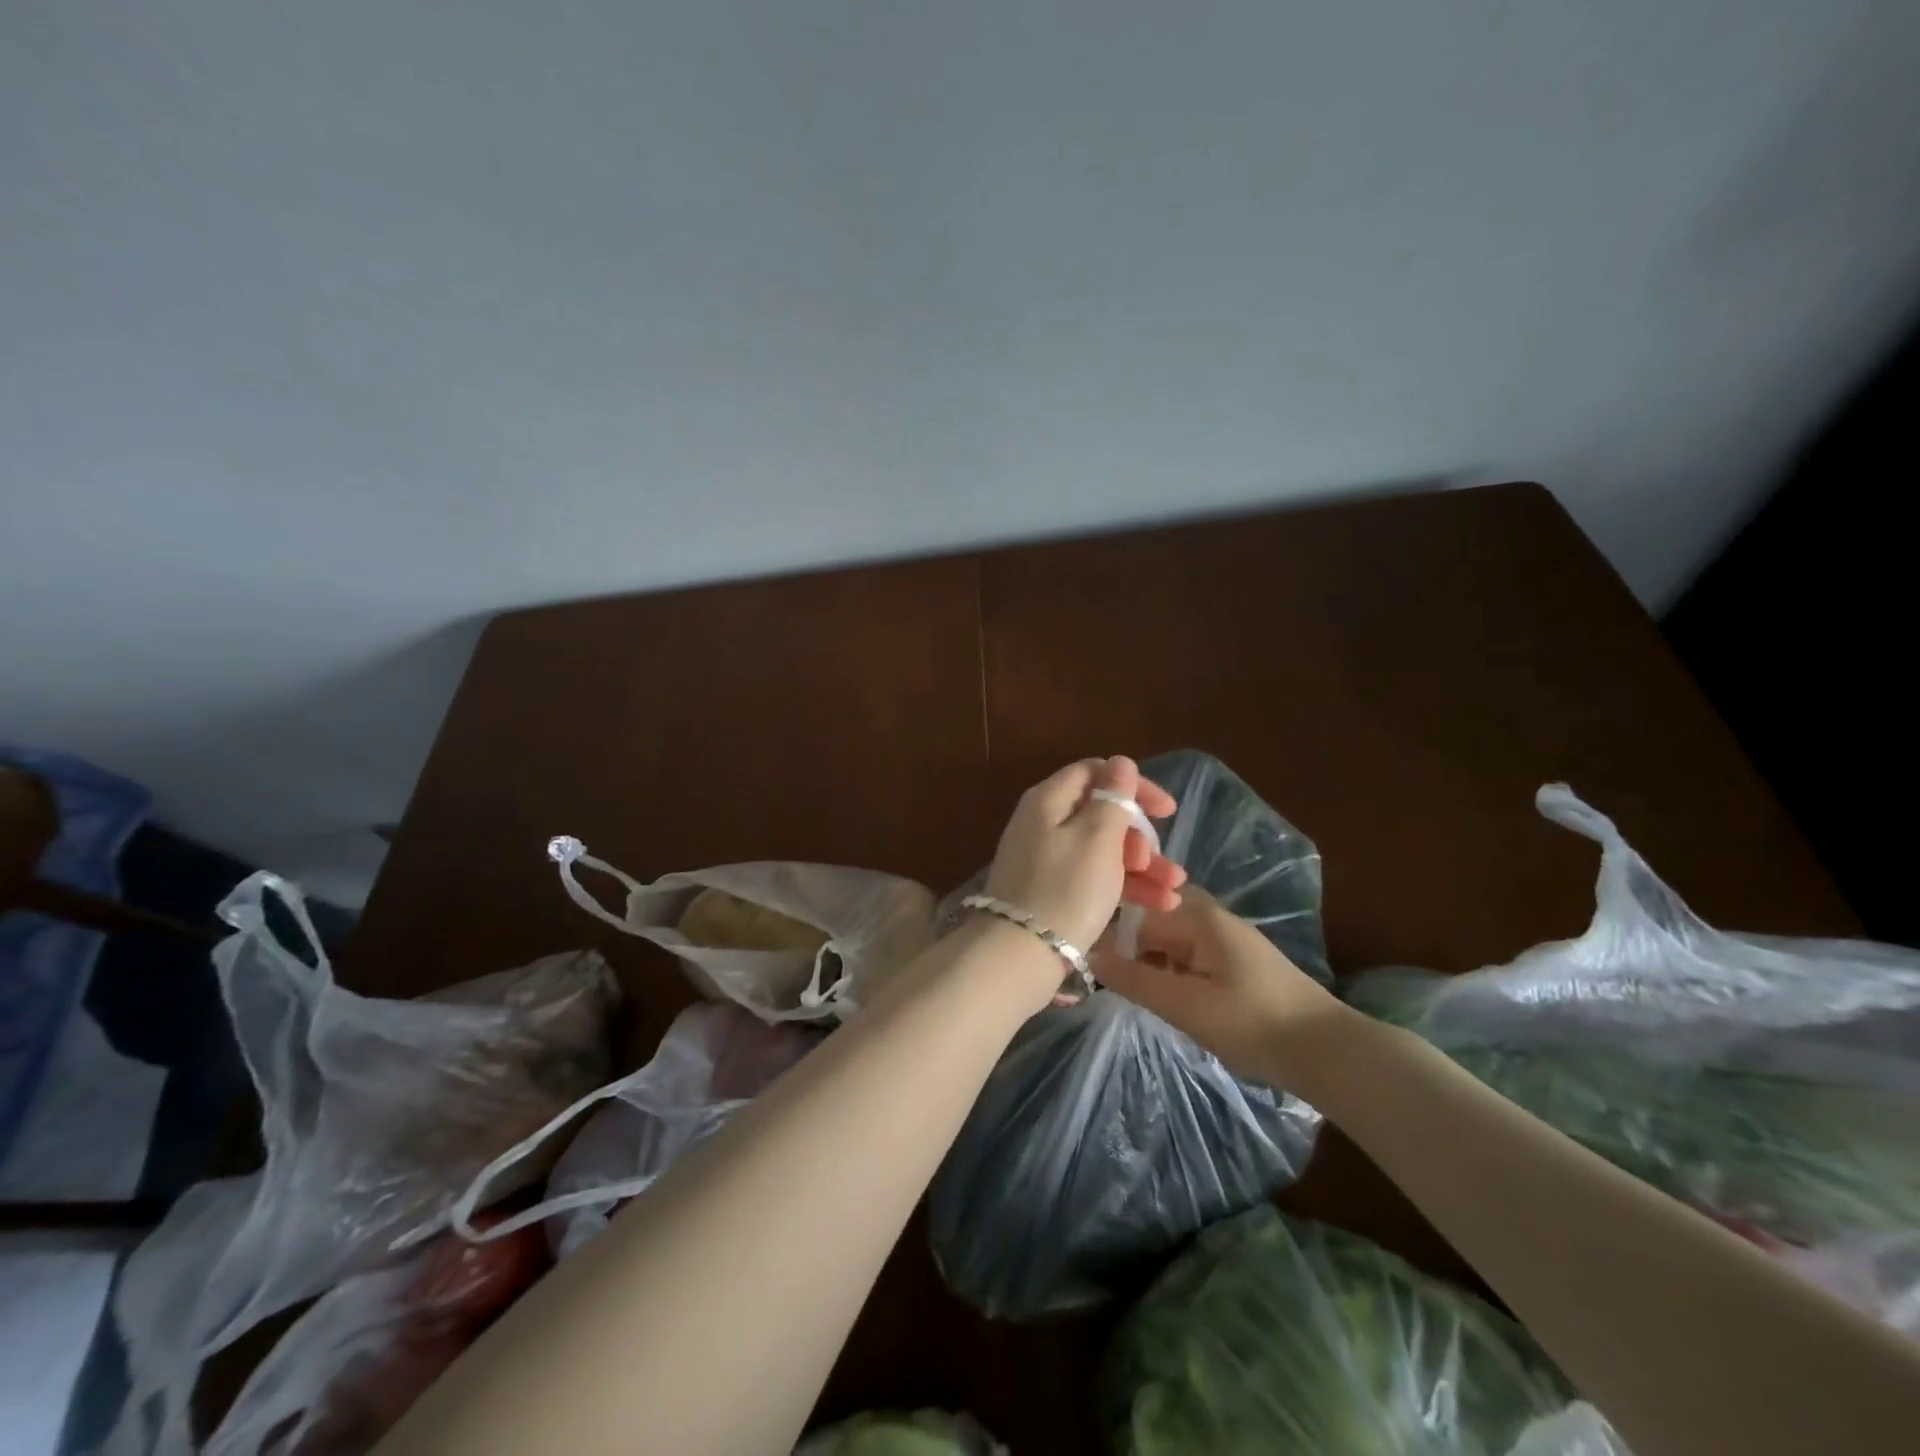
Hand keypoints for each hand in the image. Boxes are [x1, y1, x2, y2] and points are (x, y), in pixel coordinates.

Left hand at [983, 756, 1185, 956]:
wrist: (1018, 956)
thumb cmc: (1065, 890)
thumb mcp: (1097, 839)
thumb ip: (1112, 799)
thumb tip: (1120, 763)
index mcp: (1049, 800)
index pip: (1095, 773)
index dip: (1133, 786)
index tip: (1167, 811)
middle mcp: (1042, 823)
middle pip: (1099, 815)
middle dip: (1139, 837)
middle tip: (1159, 863)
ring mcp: (1044, 859)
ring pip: (1101, 850)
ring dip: (1140, 866)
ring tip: (1174, 891)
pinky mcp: (1049, 891)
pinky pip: (1091, 877)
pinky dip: (1122, 885)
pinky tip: (1158, 905)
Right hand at [1095, 885, 1346, 1082]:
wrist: (1327, 1051)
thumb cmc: (1252, 1024)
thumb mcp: (1185, 1005)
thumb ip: (1135, 979)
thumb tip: (1090, 954)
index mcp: (1197, 917)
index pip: (1135, 911)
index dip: (1107, 933)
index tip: (1085, 959)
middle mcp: (1210, 916)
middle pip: (1152, 919)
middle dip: (1126, 945)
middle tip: (1104, 977)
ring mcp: (1225, 936)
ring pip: (1169, 937)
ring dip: (1148, 959)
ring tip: (1129, 989)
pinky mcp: (1235, 959)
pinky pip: (1188, 952)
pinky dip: (1170, 969)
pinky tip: (1165, 995)